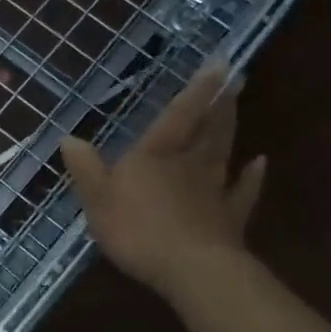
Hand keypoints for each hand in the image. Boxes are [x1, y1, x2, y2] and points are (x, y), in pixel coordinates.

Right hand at [59, 61, 265, 297]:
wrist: (191, 269)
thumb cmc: (138, 229)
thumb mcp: (98, 199)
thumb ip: (86, 168)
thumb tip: (69, 138)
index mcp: (156, 155)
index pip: (179, 114)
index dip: (197, 89)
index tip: (220, 63)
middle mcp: (189, 164)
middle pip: (207, 128)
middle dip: (218, 103)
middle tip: (235, 79)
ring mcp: (214, 190)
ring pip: (224, 152)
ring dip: (230, 129)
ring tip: (237, 107)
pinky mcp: (229, 218)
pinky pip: (243, 192)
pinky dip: (253, 177)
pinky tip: (261, 163)